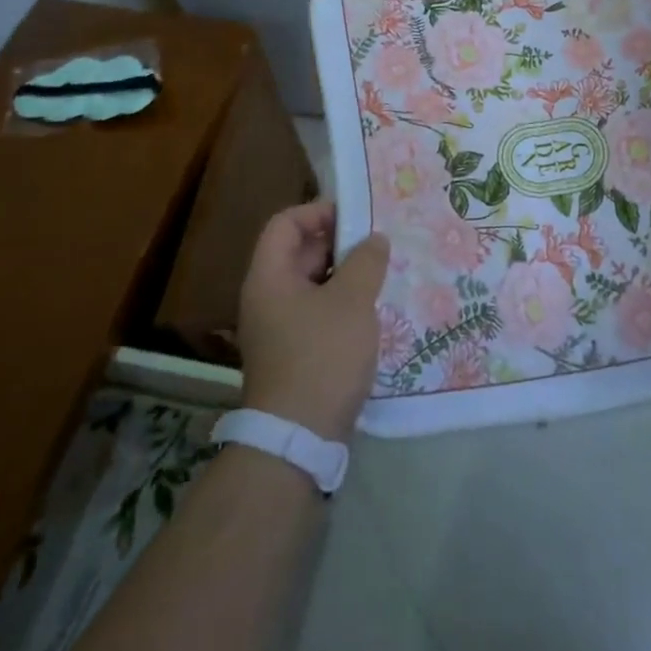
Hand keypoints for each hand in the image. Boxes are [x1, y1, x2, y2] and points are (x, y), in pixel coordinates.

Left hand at [237, 200, 391, 441]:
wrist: (298, 438)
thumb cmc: (322, 356)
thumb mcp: (351, 301)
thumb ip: (366, 262)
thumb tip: (375, 239)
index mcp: (269, 277)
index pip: (285, 224)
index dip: (318, 211)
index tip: (357, 217)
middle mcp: (267, 297)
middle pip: (299, 252)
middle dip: (340, 243)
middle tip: (379, 243)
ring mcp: (279, 327)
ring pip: (312, 284)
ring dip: (345, 275)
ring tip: (383, 272)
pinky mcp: (294, 352)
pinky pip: (317, 312)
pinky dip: (342, 303)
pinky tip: (373, 309)